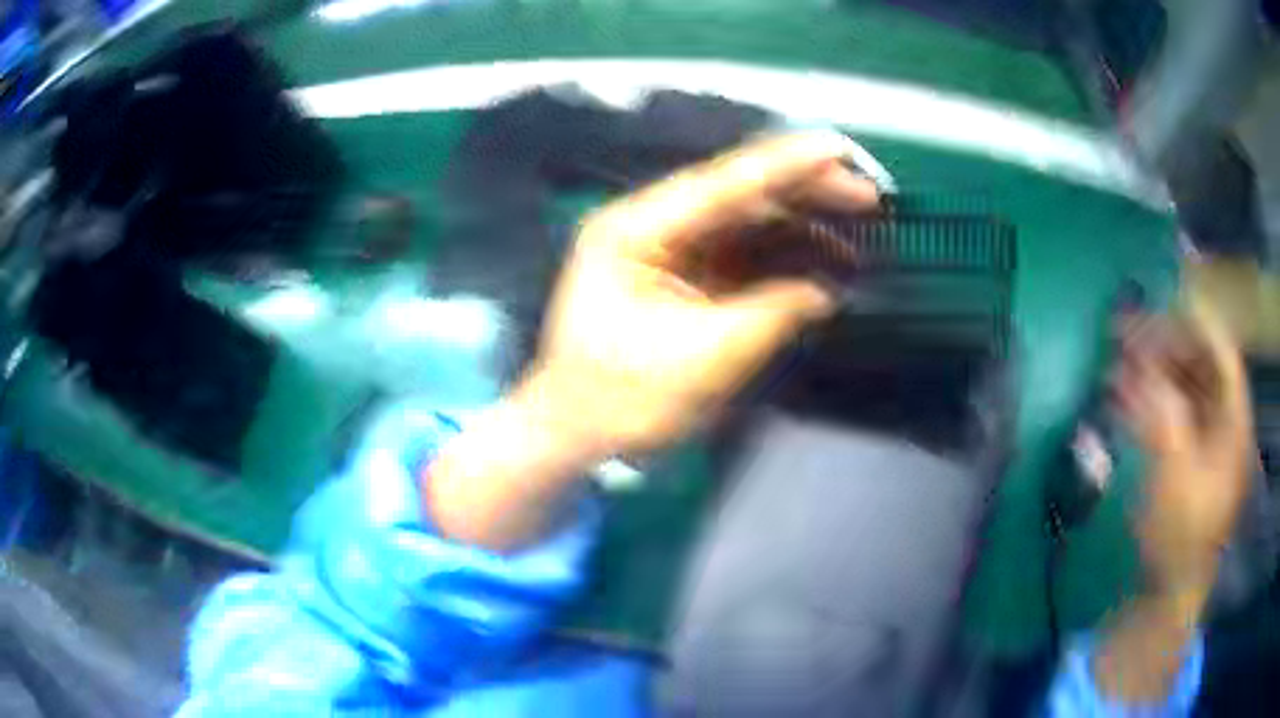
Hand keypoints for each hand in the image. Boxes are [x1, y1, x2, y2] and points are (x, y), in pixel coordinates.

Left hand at [524, 131, 880, 455]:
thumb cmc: (621, 401)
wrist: (575, 433)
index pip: (722, 184)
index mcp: (636, 231)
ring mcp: (666, 250)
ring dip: (799, 226)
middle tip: (866, 195)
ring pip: (743, 222)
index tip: (838, 149)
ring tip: (857, 234)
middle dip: (803, 192)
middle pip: (737, 195)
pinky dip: (782, 258)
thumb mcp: (703, 360)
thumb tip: (827, 290)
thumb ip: (771, 314)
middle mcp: (650, 226)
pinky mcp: (682, 278)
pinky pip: (740, 254)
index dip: (785, 164)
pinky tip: (822, 262)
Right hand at [1093, 297, 1254, 702]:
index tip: (1161, 299)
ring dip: (1150, 369)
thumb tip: (1141, 364)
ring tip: (1116, 355)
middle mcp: (1223, 421)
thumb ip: (1163, 412)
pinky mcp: (1185, 454)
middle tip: (1126, 328)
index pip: (1222, 352)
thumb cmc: (1179, 536)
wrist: (1168, 590)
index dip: (1196, 321)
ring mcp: (1204, 438)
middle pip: (1199, 363)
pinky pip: (1168, 410)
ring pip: (1181, 385)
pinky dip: (1146, 397)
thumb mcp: (1174, 474)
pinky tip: (1120, 391)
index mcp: (1234, 422)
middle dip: (1164, 342)